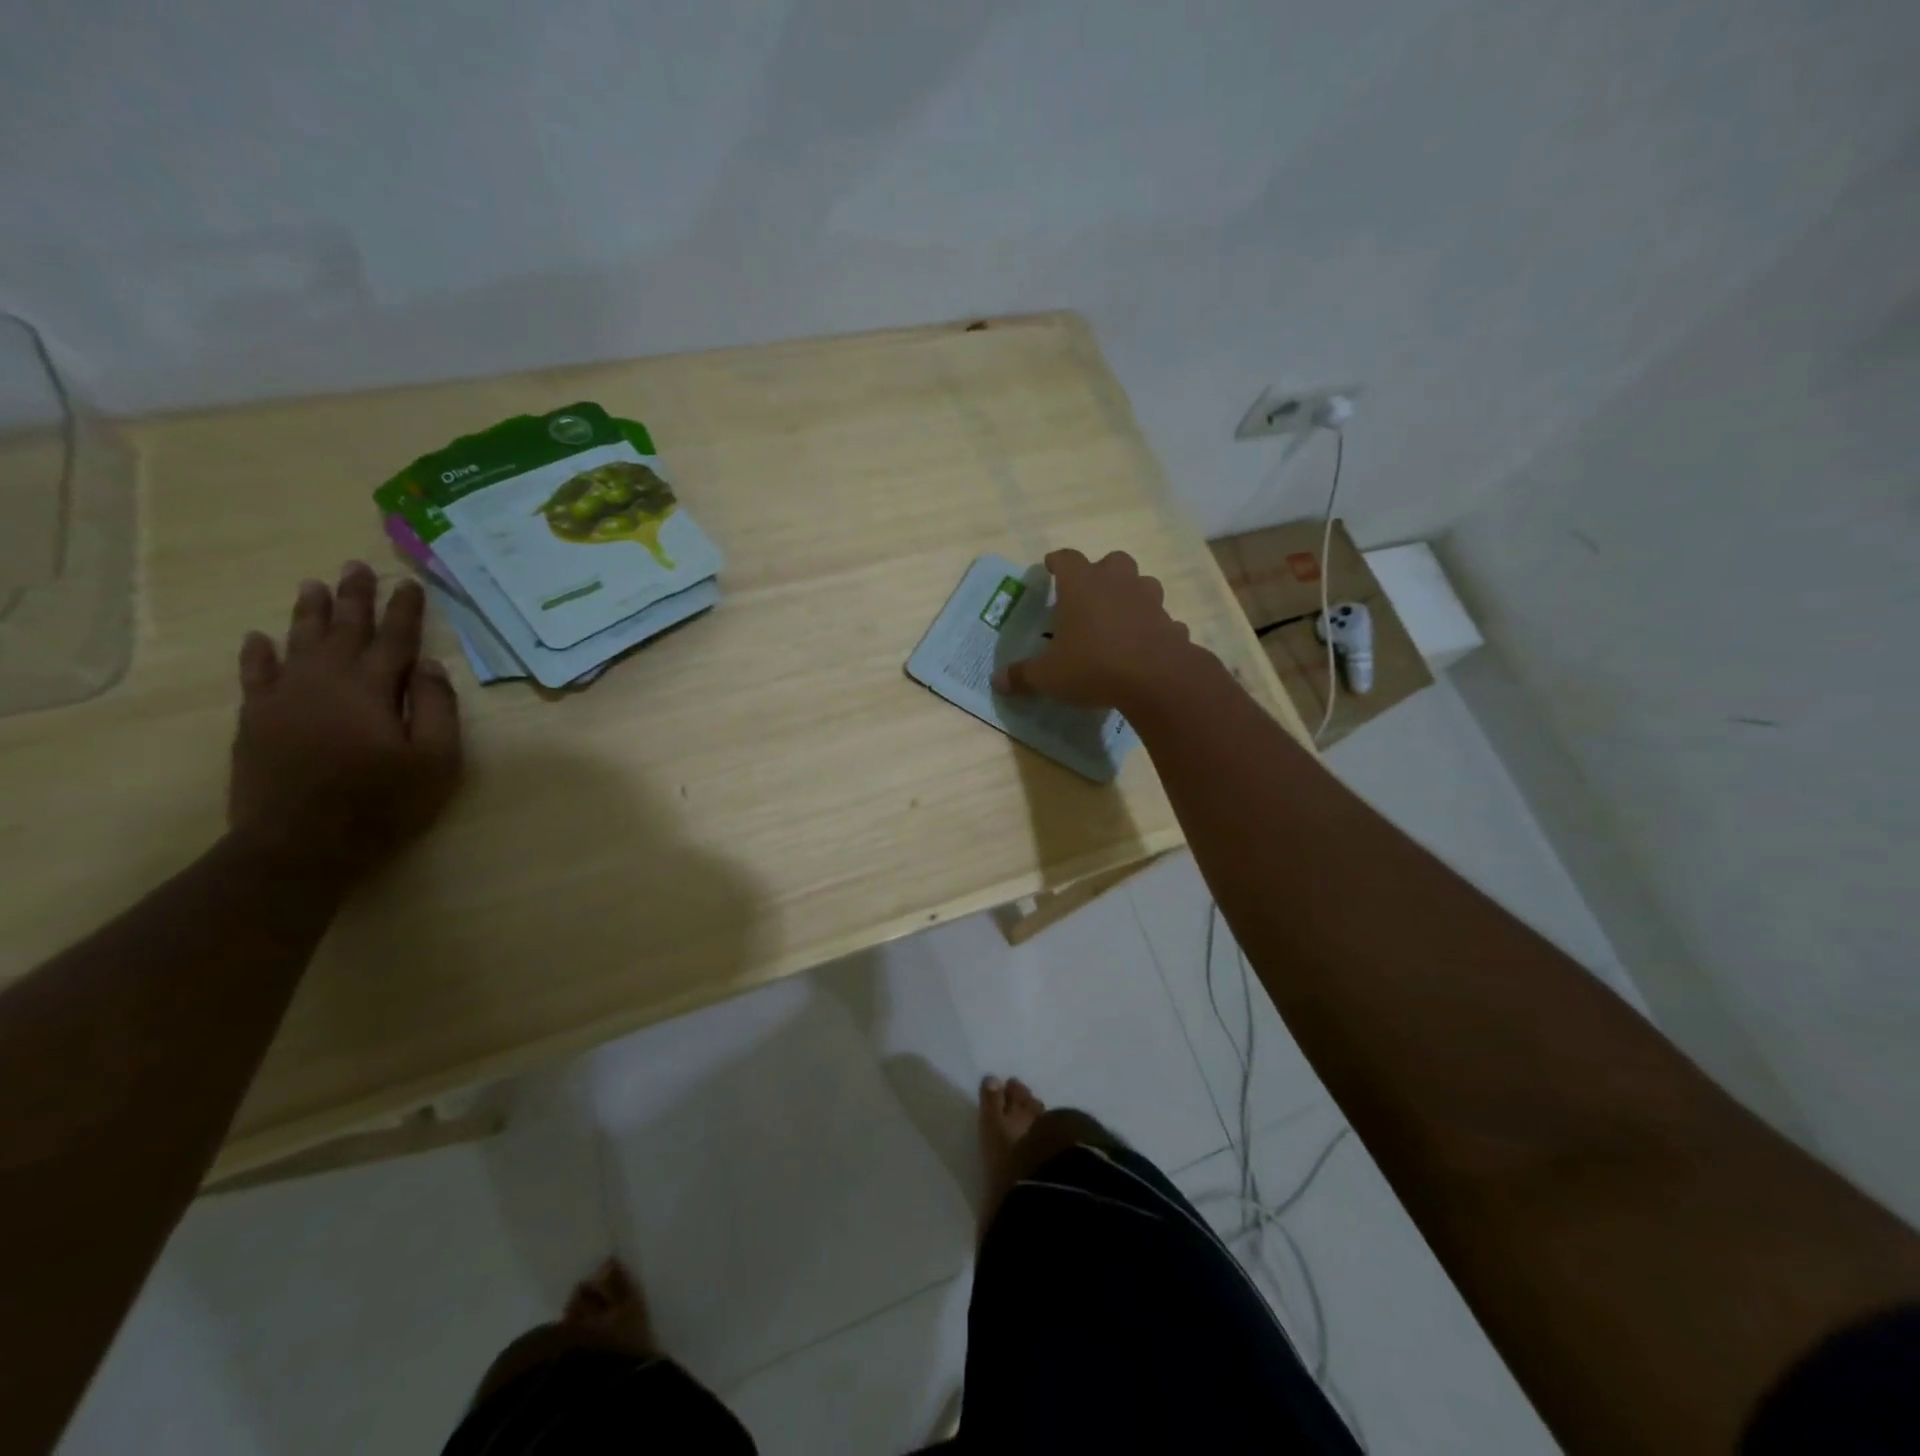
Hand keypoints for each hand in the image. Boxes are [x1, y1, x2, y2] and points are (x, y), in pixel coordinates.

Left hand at [228, 562, 462, 876]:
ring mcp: (284, 699)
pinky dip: (258, 654)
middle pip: (343, 630)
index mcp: (372, 689)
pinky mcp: (256, 720)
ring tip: (314, 585)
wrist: (299, 843)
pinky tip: (259, 638)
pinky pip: (255, 675)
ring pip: (298, 643)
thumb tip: (429, 665)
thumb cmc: (381, 803)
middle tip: (356, 566)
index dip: (404, 611)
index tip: (409, 584)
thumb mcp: (435, 760)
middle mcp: (325, 682)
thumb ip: (436, 708)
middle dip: (353, 598)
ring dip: (309, 613)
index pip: (394, 639)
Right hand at [991, 549, 1202, 713]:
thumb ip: (1022, 676)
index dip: (1056, 562)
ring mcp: (1149, 601)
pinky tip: (1145, 645)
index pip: (1066, 559)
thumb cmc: (1092, 665)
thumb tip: (997, 681)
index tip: (1050, 566)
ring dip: (1131, 595)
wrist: (1155, 679)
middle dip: (1101, 573)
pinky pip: (1161, 620)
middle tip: (1089, 593)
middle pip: (1112, 561)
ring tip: (1119, 617)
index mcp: (1082, 585)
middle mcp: (1117, 583)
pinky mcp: (1171, 623)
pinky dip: (1153, 628)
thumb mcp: (1048, 676)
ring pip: (1142, 584)